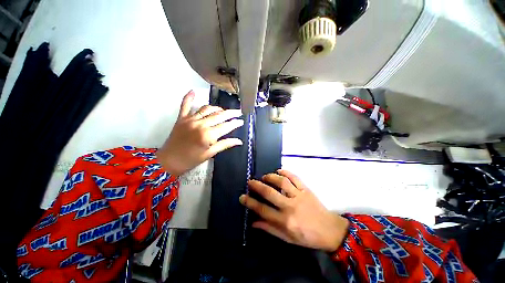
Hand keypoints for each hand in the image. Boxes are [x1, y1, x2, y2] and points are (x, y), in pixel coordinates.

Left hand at [156, 90, 243, 175]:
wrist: (169, 161)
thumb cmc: (191, 160)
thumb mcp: (210, 153)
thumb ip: (225, 144)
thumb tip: (239, 141)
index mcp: (208, 135)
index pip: (226, 126)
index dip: (235, 123)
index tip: (241, 121)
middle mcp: (200, 124)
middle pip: (219, 115)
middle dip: (231, 113)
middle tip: (238, 112)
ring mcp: (190, 119)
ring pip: (207, 109)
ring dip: (217, 108)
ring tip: (223, 111)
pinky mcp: (181, 118)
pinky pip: (185, 105)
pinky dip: (188, 98)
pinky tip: (193, 91)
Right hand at [239, 170, 348, 251]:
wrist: (329, 230)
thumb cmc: (307, 236)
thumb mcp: (287, 238)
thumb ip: (270, 228)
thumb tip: (253, 222)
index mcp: (285, 221)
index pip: (263, 210)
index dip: (250, 202)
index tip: (242, 197)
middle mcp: (290, 206)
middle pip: (269, 193)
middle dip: (257, 186)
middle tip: (250, 181)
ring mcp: (299, 195)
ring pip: (281, 182)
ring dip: (270, 177)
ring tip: (264, 177)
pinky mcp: (306, 189)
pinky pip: (294, 177)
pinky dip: (285, 172)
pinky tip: (279, 171)